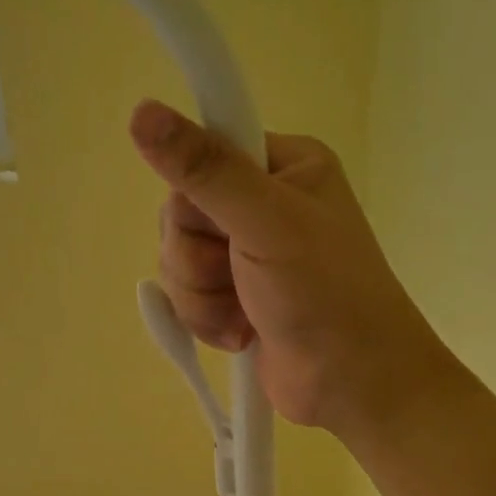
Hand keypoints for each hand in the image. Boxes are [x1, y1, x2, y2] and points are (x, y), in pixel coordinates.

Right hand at [131, 99, 452, 440]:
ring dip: (201, 296)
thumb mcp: (266, 222)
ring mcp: (246, 254)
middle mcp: (263, 203)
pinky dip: (206, 319)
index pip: (205, 153)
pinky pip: (186, 294)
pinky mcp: (234, 296)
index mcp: (285, 165)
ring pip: (178, 258)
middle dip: (198, 259)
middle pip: (182, 213)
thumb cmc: (325, 294)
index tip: (219, 224)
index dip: (197, 192)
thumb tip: (141, 111)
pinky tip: (241, 332)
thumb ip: (205, 170)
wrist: (353, 384)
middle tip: (239, 277)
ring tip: (245, 314)